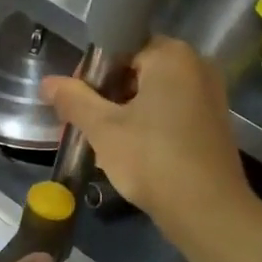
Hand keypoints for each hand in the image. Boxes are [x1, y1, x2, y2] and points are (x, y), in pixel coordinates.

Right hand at [41, 37, 250, 238]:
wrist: (209, 212)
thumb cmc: (152, 160)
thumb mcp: (103, 129)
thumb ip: (73, 99)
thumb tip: (47, 82)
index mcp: (172, 55)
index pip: (119, 48)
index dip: (90, 74)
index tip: (74, 103)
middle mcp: (196, 66)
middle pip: (137, 70)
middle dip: (106, 95)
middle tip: (85, 125)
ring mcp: (209, 95)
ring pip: (153, 94)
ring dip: (125, 112)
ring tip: (103, 142)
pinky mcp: (213, 123)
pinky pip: (171, 111)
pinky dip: (148, 124)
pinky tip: (131, 152)